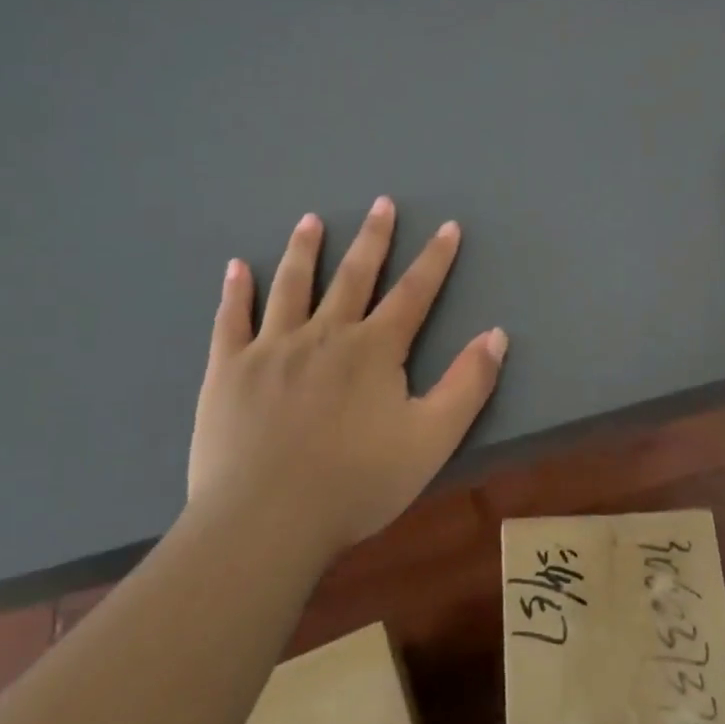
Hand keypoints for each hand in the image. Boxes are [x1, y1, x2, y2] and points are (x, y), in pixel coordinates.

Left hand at [186, 199, 507, 557]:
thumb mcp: (432, 439)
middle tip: (380, 203)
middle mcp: (324, 334)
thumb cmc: (356, 483)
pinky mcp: (228, 370)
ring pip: (292, 286)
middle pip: (353, 275)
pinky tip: (237, 267)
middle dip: (372, 238)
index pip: (413, 293)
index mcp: (374, 350)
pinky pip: (232, 320)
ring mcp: (271, 348)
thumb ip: (468, 385)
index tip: (448, 227)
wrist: (266, 521)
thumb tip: (496, 334)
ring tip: (310, 220)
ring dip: (304, 250)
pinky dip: (235, 292)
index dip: (435, 259)